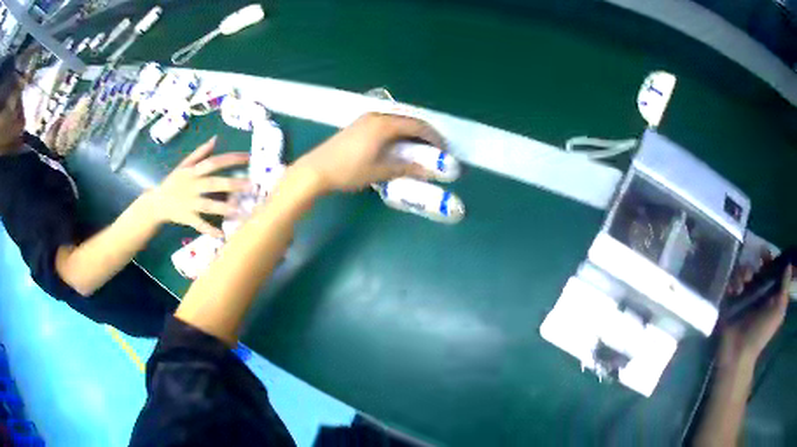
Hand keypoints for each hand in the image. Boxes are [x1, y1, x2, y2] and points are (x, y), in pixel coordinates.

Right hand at [149, 137, 250, 237]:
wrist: (157, 203)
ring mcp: (190, 203)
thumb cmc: (174, 182)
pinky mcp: (187, 218)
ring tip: (241, 211)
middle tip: (252, 186)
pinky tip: (222, 235)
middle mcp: (193, 186)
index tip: (248, 157)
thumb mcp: (184, 165)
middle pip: (214, 183)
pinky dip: (209, 230)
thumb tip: (215, 139)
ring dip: (224, 208)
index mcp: (193, 171)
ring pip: (208, 205)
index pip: (214, 162)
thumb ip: (200, 153)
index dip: (230, 159)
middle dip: (233, 184)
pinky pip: (199, 225)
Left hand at [292, 112, 444, 192]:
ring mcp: (365, 119)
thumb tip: (429, 171)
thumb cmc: (348, 170)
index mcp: (384, 125)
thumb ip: (406, 168)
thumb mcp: (379, 171)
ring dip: (410, 131)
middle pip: (408, 119)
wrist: (316, 170)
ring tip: (419, 147)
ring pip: (396, 120)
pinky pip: (386, 123)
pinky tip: (399, 144)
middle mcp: (377, 116)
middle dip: (424, 133)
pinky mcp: (358, 124)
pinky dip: (398, 131)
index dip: (433, 137)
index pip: (417, 125)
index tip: (444, 149)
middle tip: (435, 148)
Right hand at [720, 249, 791, 367]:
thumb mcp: (778, 311)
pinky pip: (731, 283)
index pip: (770, 270)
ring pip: (743, 273)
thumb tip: (789, 264)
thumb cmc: (761, 333)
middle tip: (752, 271)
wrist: (739, 353)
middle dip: (754, 265)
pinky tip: (734, 290)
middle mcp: (758, 293)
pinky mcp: (730, 301)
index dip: (769, 259)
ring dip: (743, 273)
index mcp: (769, 294)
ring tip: (742, 284)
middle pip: (756, 268)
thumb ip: (785, 288)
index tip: (764, 254)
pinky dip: (733, 282)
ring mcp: (743, 297)